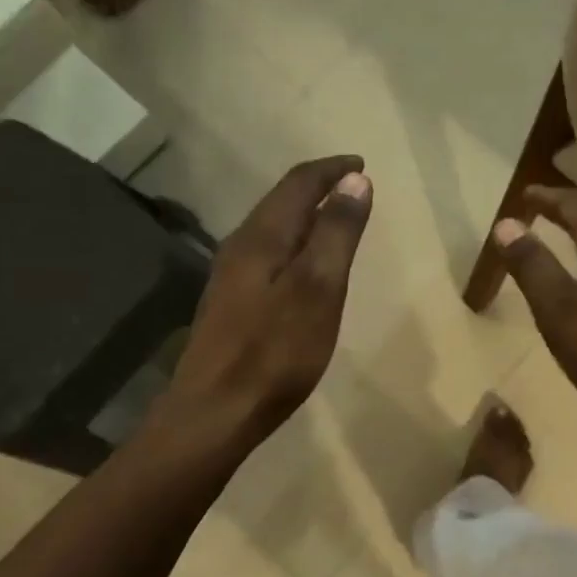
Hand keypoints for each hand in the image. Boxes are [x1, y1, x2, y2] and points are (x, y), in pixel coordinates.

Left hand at [163, 157, 372, 445]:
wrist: (215, 412)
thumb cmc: (275, 352)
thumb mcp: (318, 289)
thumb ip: (336, 233)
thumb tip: (355, 180)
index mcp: (262, 237)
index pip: (298, 184)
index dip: (332, 170)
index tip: (361, 164)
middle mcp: (241, 247)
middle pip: (281, 202)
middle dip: (318, 188)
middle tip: (353, 187)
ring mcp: (231, 277)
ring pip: (273, 229)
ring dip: (306, 216)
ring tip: (336, 220)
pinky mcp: (231, 304)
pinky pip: (268, 256)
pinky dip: (295, 245)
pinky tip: (305, 267)